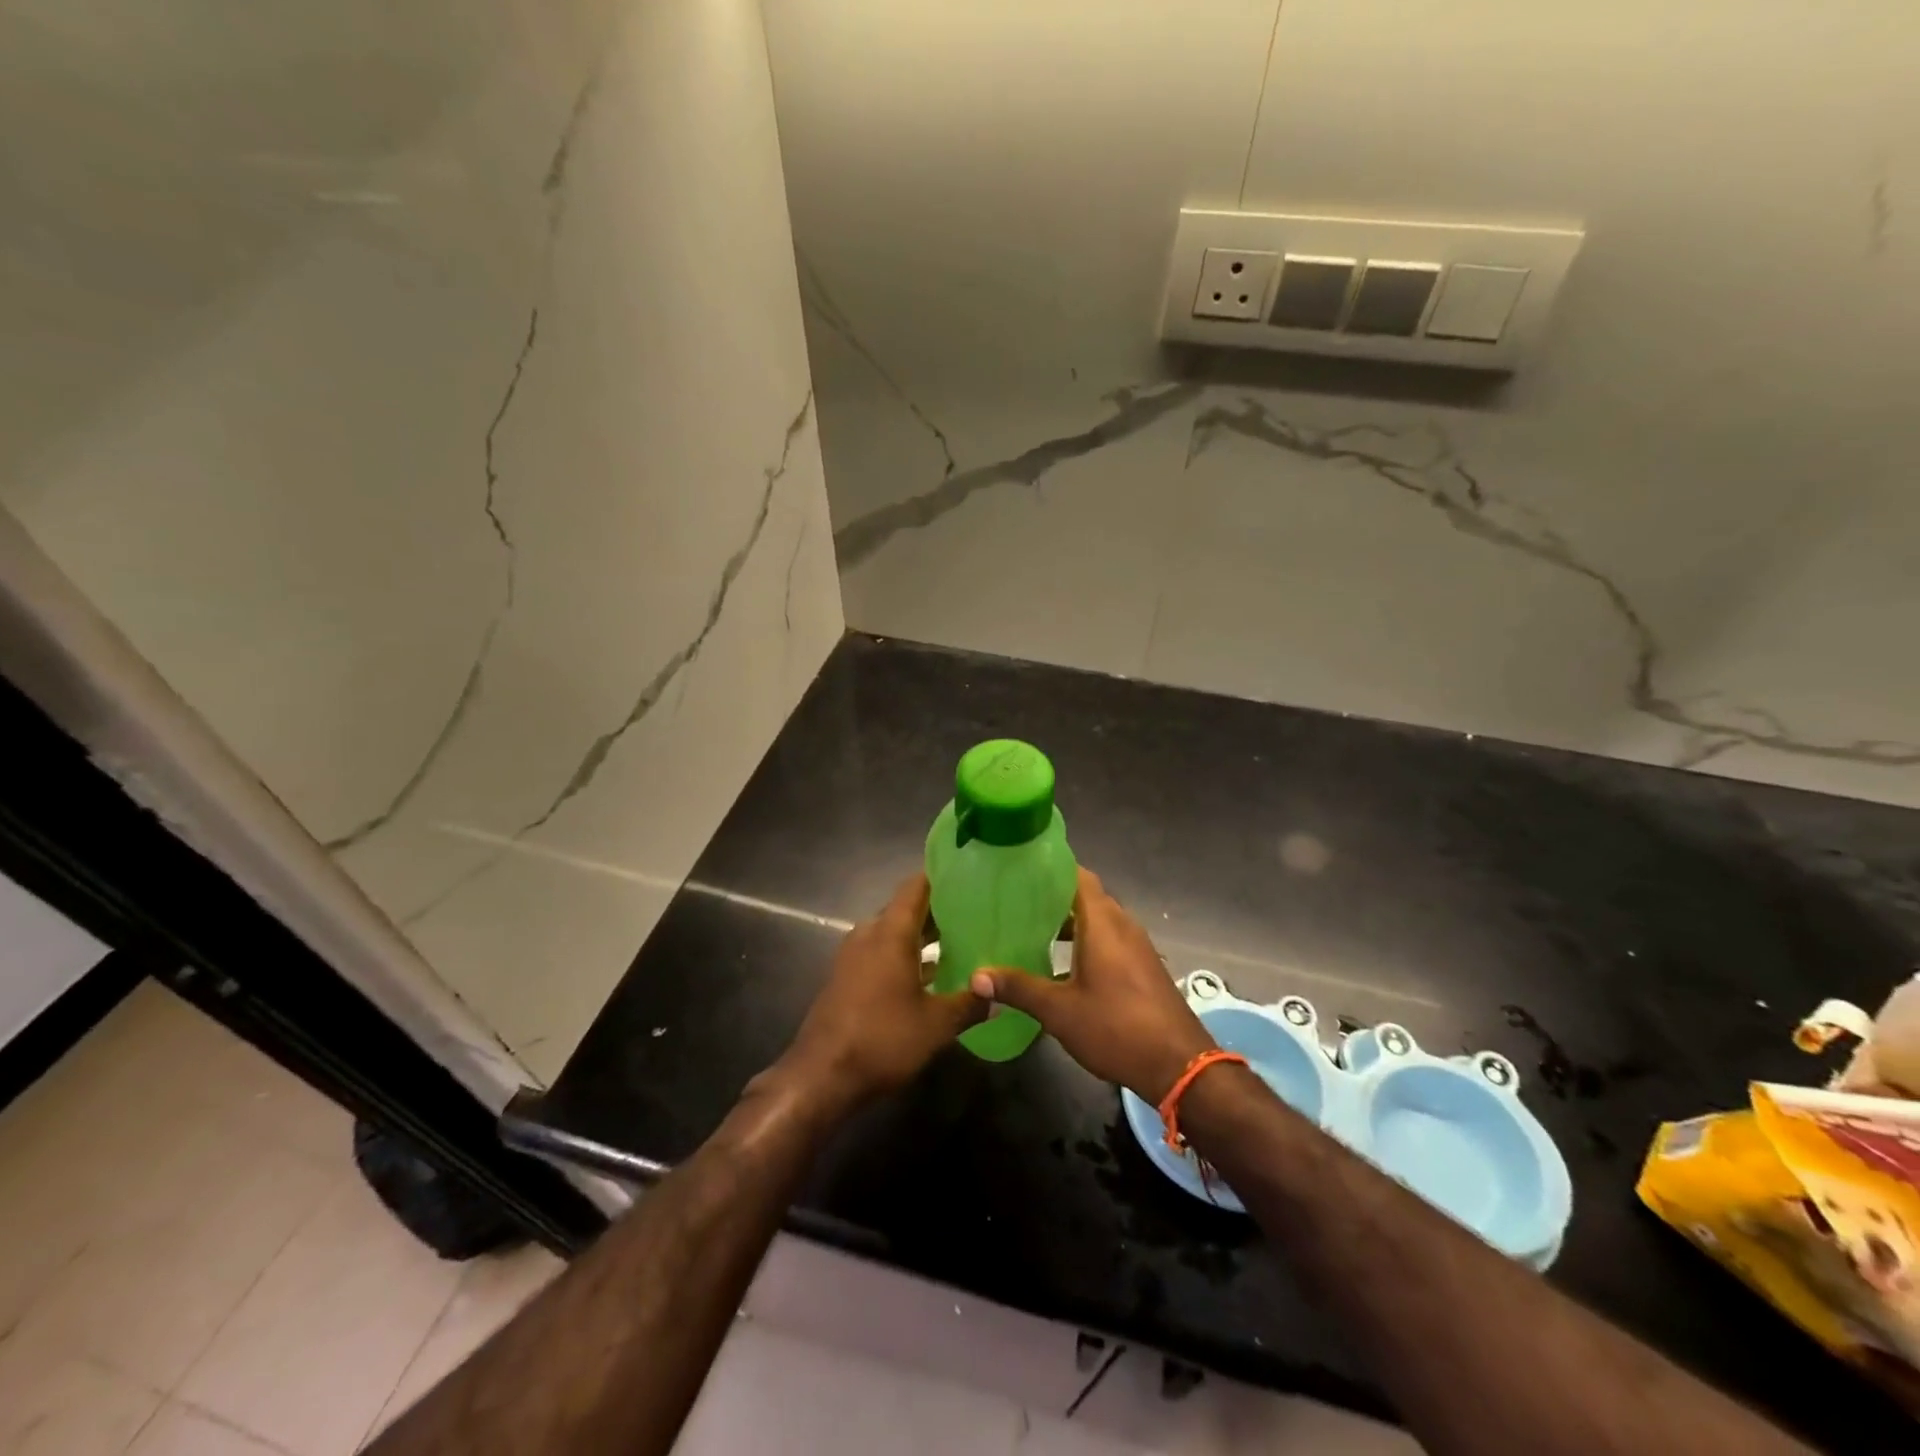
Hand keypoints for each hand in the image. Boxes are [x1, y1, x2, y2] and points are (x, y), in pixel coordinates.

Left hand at [765, 874, 985, 1114]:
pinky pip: (883, 954)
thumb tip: (997, 996)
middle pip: (907, 909)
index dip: (942, 877)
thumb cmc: (882, 1039)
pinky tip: (933, 976)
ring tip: (962, 943)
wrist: (821, 1077)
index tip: (971, 876)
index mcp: (890, 932)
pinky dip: (907, 957)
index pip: (916, 887)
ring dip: (924, 938)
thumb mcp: (936, 1025)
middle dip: (940, 912)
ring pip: (895, 934)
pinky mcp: (848, 978)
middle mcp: (870, 934)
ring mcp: (855, 957)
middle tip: (977, 915)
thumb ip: (969, 1004)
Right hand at [970, 868, 1213, 1101]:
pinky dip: (1086, 941)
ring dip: (1070, 922)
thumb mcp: (1059, 1011)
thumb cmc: (1116, 1028)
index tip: (1020, 869)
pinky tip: (1062, 964)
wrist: (1179, 1065)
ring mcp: (1137, 946)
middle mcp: (1122, 925)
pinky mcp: (1143, 967)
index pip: (1078, 875)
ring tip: (1032, 930)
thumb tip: (976, 976)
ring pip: (1099, 920)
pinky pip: (1110, 940)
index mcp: (1103, 923)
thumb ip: (1019, 988)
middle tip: (1016, 901)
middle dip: (1054, 896)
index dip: (1051, 868)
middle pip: (1087, 897)